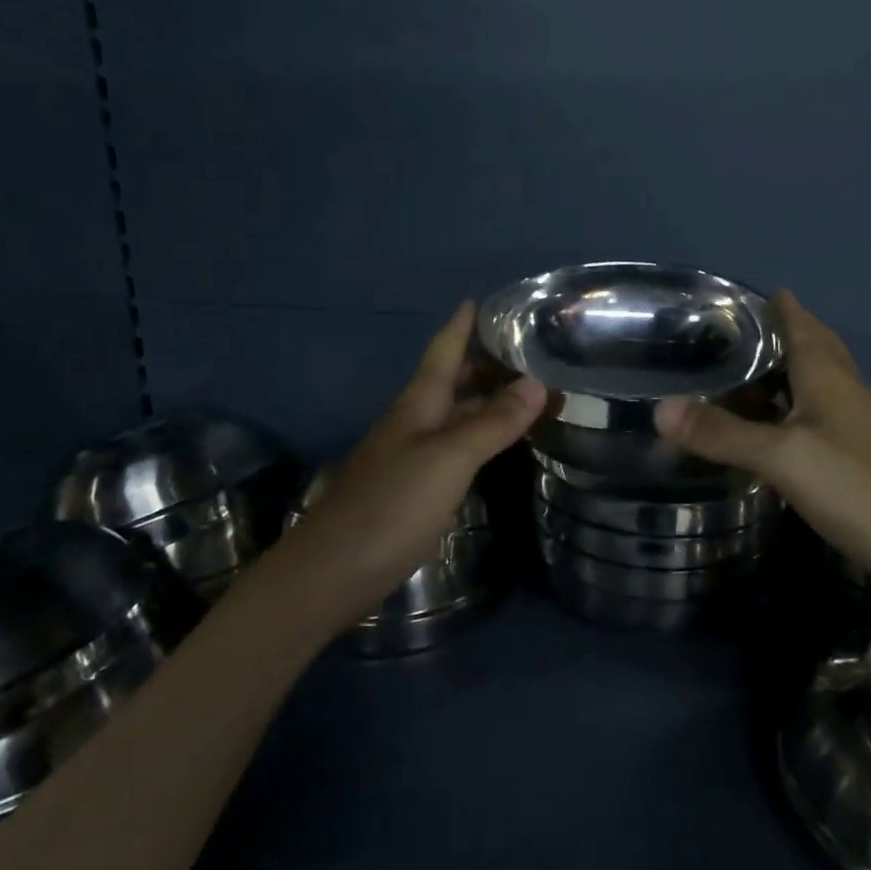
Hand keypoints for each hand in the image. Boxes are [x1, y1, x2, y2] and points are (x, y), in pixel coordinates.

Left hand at [286, 302, 545, 618]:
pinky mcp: (416, 489)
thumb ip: (492, 422)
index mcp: (419, 403)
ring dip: (487, 398)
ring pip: (456, 414)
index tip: (485, 298)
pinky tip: (499, 442)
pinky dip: (482, 435)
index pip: (444, 349)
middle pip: (451, 379)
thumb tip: (536, 381)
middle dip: (484, 359)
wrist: (334, 570)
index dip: (462, 324)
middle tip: (528, 346)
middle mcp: (415, 421)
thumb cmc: (392, 505)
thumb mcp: (448, 458)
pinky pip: (456, 447)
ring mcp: (413, 456)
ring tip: (528, 388)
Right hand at [655, 291, 870, 619]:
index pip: (801, 325)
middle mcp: (847, 394)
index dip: (778, 306)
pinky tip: (773, 433)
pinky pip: (818, 421)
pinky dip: (791, 414)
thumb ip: (723, 434)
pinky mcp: (863, 462)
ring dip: (783, 376)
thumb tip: (660, 408)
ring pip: (816, 387)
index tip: (743, 295)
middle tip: (735, 335)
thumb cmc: (861, 488)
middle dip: (780, 336)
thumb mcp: (784, 457)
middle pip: (813, 351)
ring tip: (741, 379)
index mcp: (828, 378)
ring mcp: (859, 429)